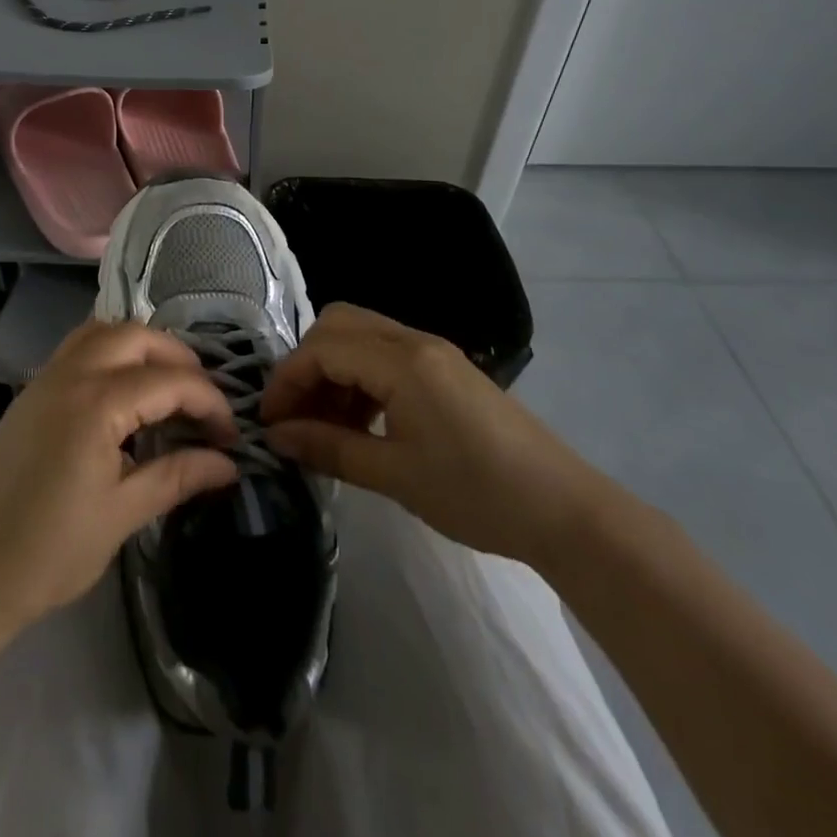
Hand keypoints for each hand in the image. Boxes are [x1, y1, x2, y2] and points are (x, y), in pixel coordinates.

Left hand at [0, 321, 238, 648]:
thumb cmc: (49, 551)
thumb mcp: (122, 514)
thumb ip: (177, 476)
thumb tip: (227, 464)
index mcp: (96, 402)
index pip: (170, 381)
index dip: (209, 403)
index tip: (231, 437)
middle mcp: (71, 373)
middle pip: (137, 336)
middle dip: (179, 359)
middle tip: (203, 401)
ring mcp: (45, 378)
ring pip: (103, 332)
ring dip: (141, 347)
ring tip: (167, 387)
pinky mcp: (31, 393)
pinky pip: (78, 348)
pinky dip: (110, 352)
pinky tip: (124, 393)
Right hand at [260, 303, 606, 564]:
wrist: (566, 512)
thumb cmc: (477, 494)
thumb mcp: (395, 475)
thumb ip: (330, 448)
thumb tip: (277, 437)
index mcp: (402, 361)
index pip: (323, 348)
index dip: (288, 380)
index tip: (269, 422)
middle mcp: (414, 341)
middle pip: (339, 324)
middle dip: (307, 364)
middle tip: (296, 414)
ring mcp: (433, 352)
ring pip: (361, 336)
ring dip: (333, 370)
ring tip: (325, 426)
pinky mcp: (446, 369)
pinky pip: (386, 354)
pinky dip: (360, 377)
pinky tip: (361, 423)